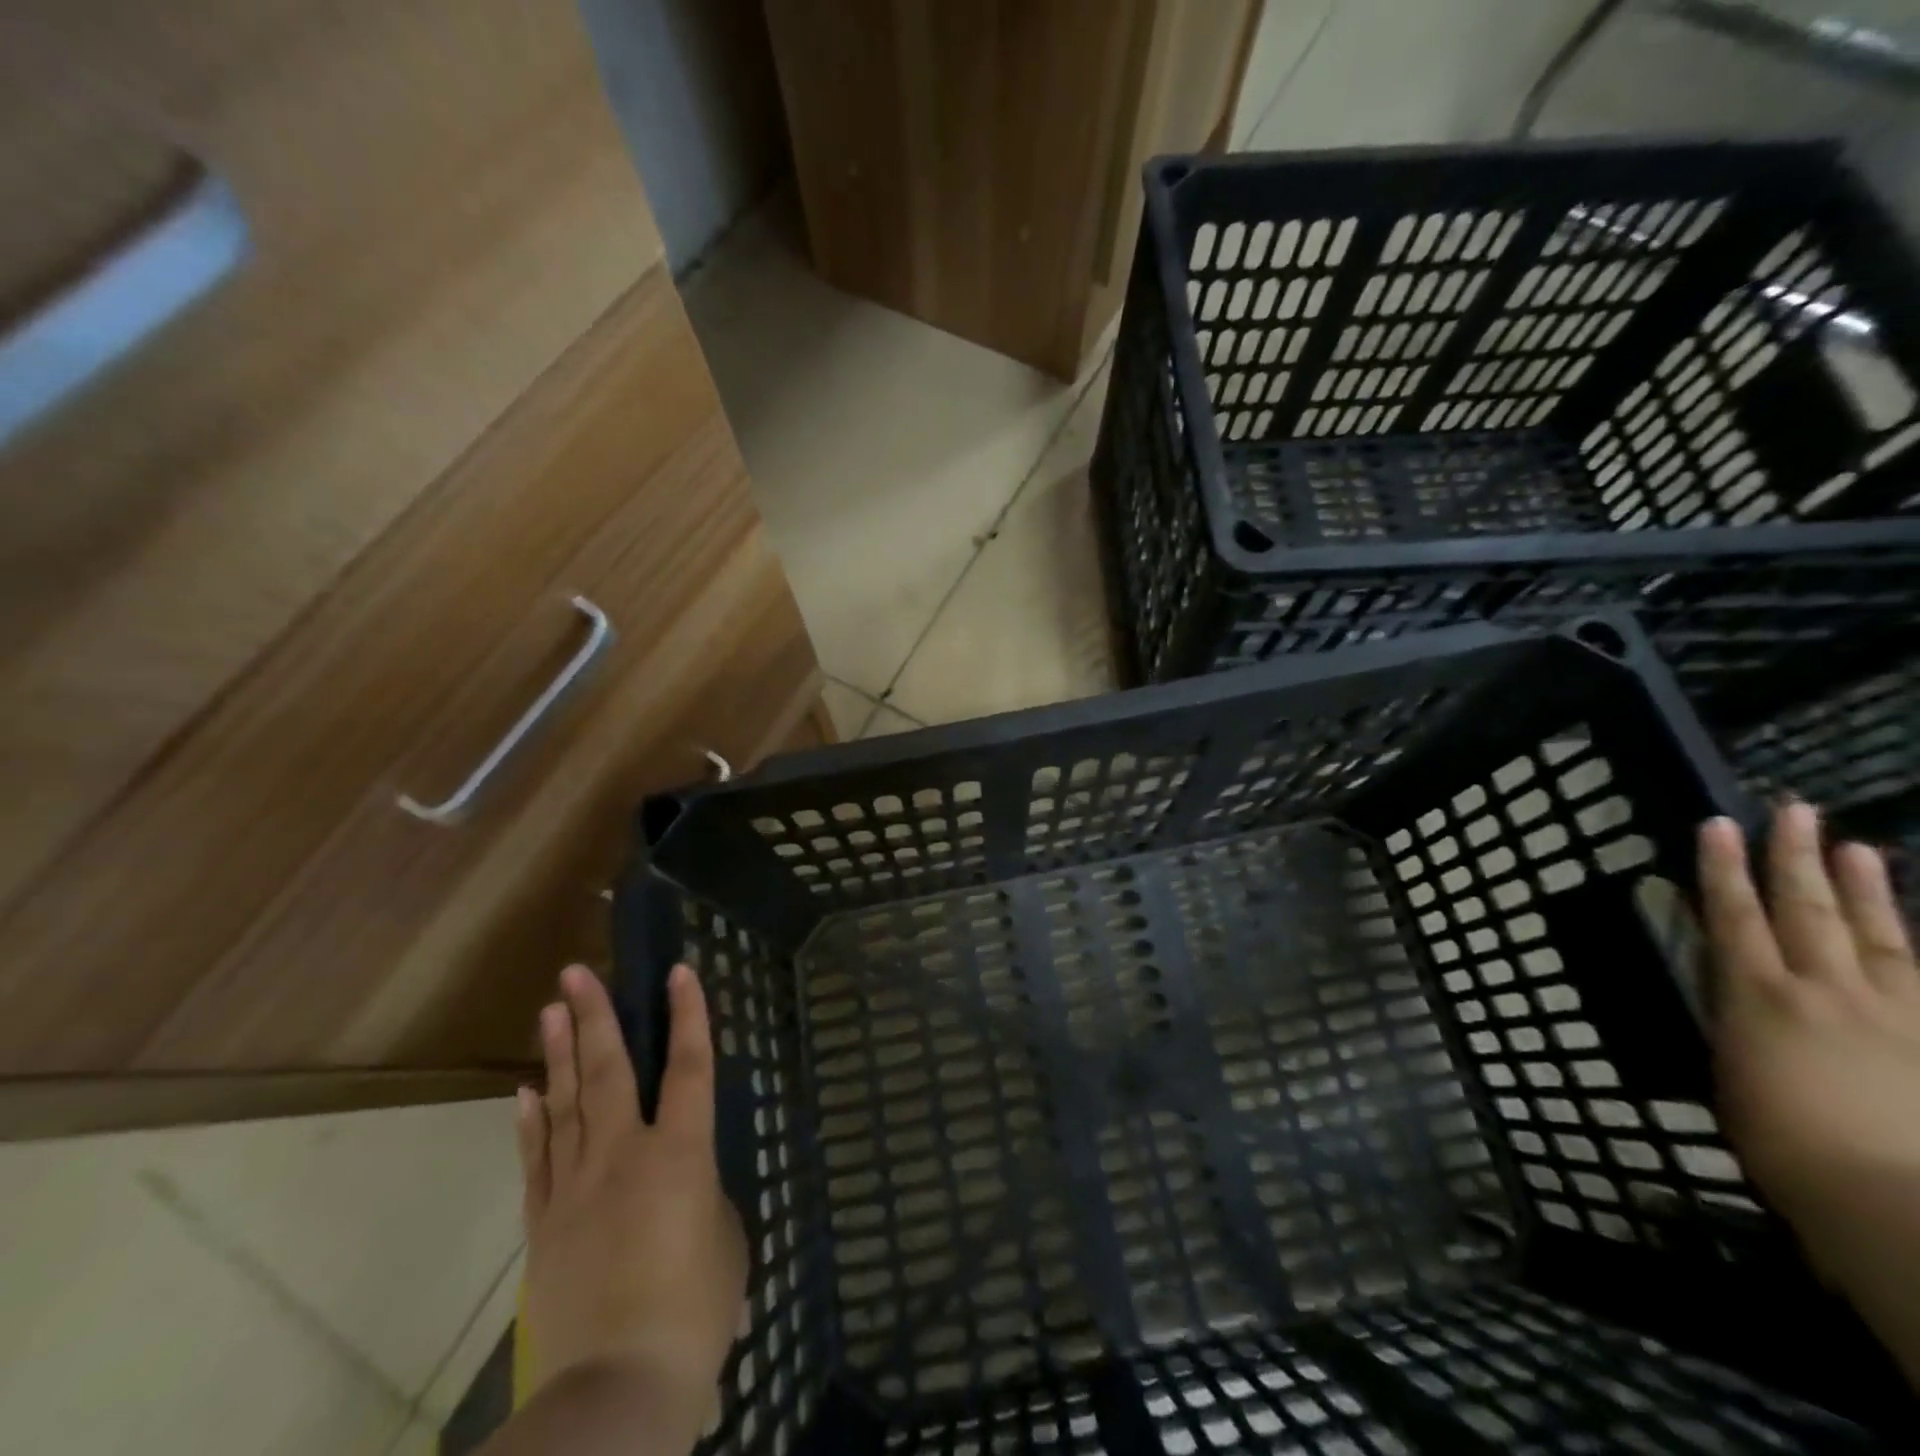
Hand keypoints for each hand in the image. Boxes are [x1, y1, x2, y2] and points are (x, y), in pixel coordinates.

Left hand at [516, 964, 746, 1437]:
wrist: (618, 1388)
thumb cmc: (694, 1309)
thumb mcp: (725, 1239)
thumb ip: (704, 1195)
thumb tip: (684, 1185)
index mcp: (680, 1154)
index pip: (688, 1067)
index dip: (687, 1015)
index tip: (678, 971)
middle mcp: (623, 1155)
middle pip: (608, 1071)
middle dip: (595, 1016)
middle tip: (576, 973)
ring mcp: (576, 1187)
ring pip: (565, 1104)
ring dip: (559, 1053)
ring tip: (552, 1009)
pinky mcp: (545, 1224)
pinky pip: (537, 1159)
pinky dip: (531, 1121)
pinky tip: (525, 1091)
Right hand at [1698, 803, 1919, 1383]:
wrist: (1889, 1201)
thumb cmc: (1781, 1142)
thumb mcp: (1731, 1075)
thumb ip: (1737, 1025)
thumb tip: (1736, 995)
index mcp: (1759, 997)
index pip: (1734, 915)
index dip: (1723, 868)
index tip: (1719, 825)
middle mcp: (1824, 989)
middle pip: (1807, 910)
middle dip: (1796, 858)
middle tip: (1796, 811)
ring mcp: (1894, 1013)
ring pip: (1878, 933)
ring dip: (1865, 888)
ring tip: (1857, 848)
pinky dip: (1919, 945)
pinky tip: (1917, 926)